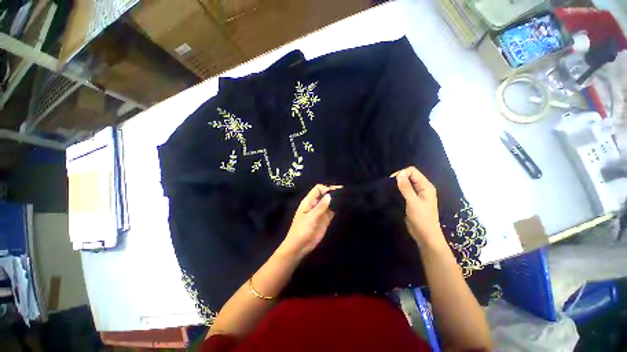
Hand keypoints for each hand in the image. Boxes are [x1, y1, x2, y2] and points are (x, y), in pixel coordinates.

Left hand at [277, 184, 340, 259]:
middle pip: (325, 195)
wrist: (300, 246)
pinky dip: (337, 209)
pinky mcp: (325, 220)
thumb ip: (321, 206)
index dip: (327, 188)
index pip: (318, 189)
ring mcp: (321, 212)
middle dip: (334, 193)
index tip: (338, 190)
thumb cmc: (302, 230)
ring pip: (329, 203)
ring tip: (347, 199)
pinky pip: (332, 212)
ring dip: (336, 201)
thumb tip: (330, 195)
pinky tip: (344, 207)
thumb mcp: (311, 217)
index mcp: (309, 201)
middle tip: (345, 193)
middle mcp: (315, 204)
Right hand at [393, 166, 446, 250]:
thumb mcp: (413, 202)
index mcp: (426, 186)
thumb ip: (406, 188)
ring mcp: (417, 194)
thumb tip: (399, 174)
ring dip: (398, 184)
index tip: (392, 181)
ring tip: (390, 189)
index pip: (413, 171)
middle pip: (410, 176)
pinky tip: (393, 194)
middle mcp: (422, 188)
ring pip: (407, 183)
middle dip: (399, 178)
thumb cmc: (421, 218)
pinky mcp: (412, 200)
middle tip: (389, 186)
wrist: (425, 235)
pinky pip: (405, 190)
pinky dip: (398, 190)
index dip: (402, 173)